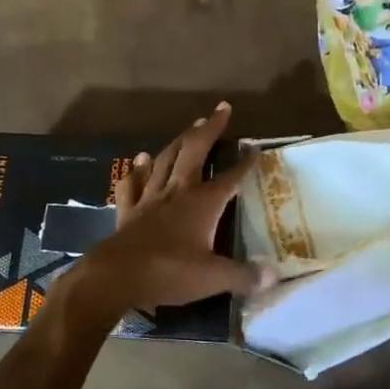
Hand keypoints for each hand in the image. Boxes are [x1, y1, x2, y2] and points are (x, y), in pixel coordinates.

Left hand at [61, 104, 272, 317]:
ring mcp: (150, 198)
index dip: (244, 162)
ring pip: (165, 160)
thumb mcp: (213, 278)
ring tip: (189, 128)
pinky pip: (132, 184)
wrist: (116, 276)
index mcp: (202, 203)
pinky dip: (137, 170)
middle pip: (195, 151)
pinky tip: (140, 159)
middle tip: (221, 110)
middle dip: (209, 129)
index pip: (230, 177)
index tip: (255, 146)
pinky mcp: (128, 210)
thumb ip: (243, 275)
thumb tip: (273, 277)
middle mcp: (177, 192)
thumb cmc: (169, 273)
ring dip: (178, 142)